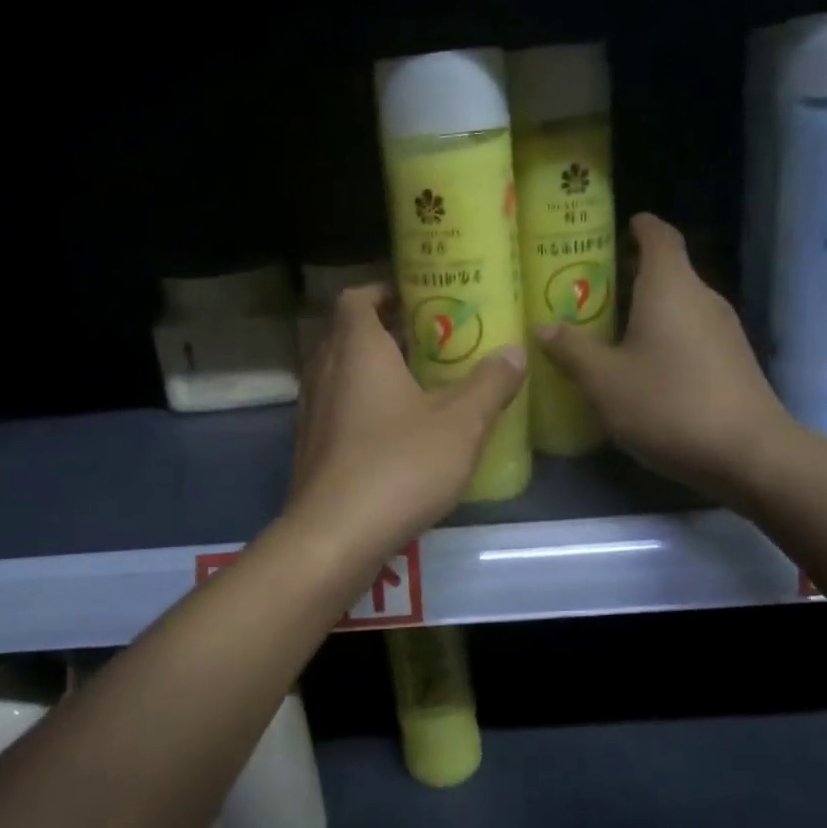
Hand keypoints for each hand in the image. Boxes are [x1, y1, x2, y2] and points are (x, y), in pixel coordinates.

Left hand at [286, 286, 526, 561]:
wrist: (334, 537)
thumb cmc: (398, 467)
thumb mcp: (460, 425)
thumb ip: (489, 384)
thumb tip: (515, 350)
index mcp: (357, 350)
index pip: (357, 298)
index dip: (384, 290)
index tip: (419, 296)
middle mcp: (325, 372)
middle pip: (348, 333)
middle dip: (388, 330)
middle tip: (433, 338)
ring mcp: (313, 411)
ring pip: (342, 372)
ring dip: (375, 369)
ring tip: (422, 381)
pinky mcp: (311, 447)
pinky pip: (338, 407)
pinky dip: (364, 403)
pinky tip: (399, 430)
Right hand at [537, 214, 787, 505]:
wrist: (749, 453)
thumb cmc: (669, 404)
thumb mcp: (605, 381)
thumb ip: (572, 350)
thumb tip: (544, 327)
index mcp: (670, 287)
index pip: (659, 236)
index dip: (641, 226)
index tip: (622, 225)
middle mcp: (702, 297)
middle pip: (669, 270)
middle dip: (633, 272)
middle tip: (593, 287)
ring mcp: (724, 329)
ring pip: (680, 304)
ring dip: (648, 308)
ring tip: (611, 327)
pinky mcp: (733, 360)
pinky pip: (692, 331)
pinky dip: (666, 334)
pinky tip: (645, 365)